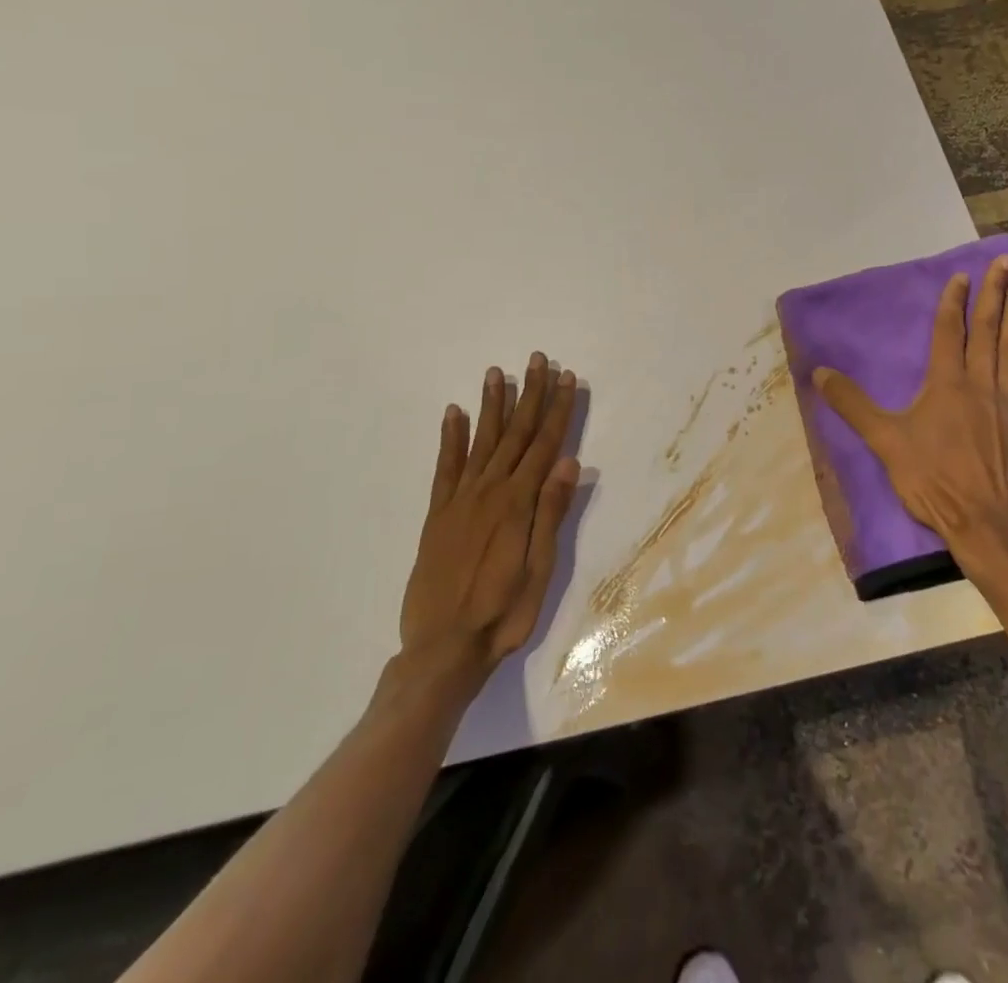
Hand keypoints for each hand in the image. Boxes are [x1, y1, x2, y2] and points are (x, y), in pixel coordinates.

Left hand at [397, 353, 581, 697]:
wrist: (442, 648)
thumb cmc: (503, 612)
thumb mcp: (540, 569)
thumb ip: (551, 513)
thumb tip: (570, 462)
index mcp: (518, 502)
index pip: (544, 444)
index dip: (557, 409)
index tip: (566, 378)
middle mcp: (489, 490)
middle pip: (515, 433)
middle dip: (529, 394)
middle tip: (537, 359)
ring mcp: (460, 500)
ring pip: (481, 440)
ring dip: (491, 405)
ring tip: (497, 372)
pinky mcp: (437, 514)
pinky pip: (445, 467)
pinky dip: (450, 437)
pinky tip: (454, 413)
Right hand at [812, 254, 1007, 630]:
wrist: (988, 525)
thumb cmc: (933, 481)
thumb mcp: (884, 442)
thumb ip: (853, 405)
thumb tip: (818, 371)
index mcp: (947, 384)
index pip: (950, 331)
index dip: (953, 302)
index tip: (960, 277)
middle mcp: (982, 383)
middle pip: (988, 329)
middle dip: (993, 293)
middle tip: (1001, 262)